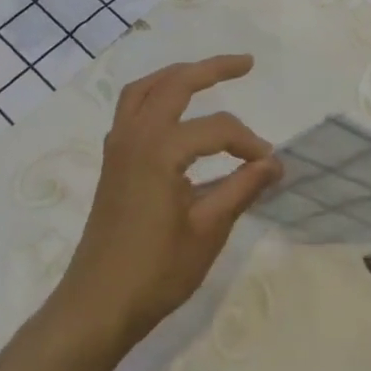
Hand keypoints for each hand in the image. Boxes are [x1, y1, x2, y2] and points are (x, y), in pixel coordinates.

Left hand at [53, 55, 281, 348]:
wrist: (96, 308)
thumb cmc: (156, 272)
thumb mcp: (209, 230)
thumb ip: (242, 188)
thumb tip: (274, 162)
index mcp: (160, 151)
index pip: (217, 129)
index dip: (248, 142)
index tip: (269, 166)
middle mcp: (135, 138)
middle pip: (174, 84)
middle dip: (211, 68)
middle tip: (246, 63)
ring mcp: (118, 148)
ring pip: (144, 90)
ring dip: (176, 75)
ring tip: (205, 74)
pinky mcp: (112, 163)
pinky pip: (131, 110)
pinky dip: (155, 96)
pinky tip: (174, 113)